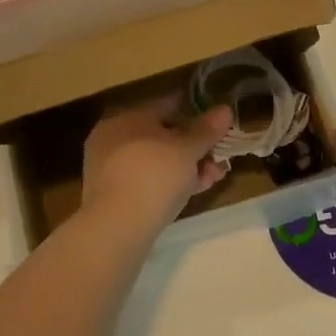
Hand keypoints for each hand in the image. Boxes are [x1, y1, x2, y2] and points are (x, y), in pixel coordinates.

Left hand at [80, 97, 233, 239]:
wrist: (117, 228)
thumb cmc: (154, 176)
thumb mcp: (187, 150)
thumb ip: (206, 130)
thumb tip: (225, 109)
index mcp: (126, 117)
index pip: (166, 107)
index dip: (196, 116)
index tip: (218, 131)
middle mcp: (113, 138)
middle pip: (162, 137)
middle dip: (195, 149)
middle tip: (220, 162)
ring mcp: (110, 168)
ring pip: (157, 161)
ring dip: (187, 168)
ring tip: (213, 180)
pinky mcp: (113, 195)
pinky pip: (146, 181)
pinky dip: (169, 184)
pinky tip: (192, 193)